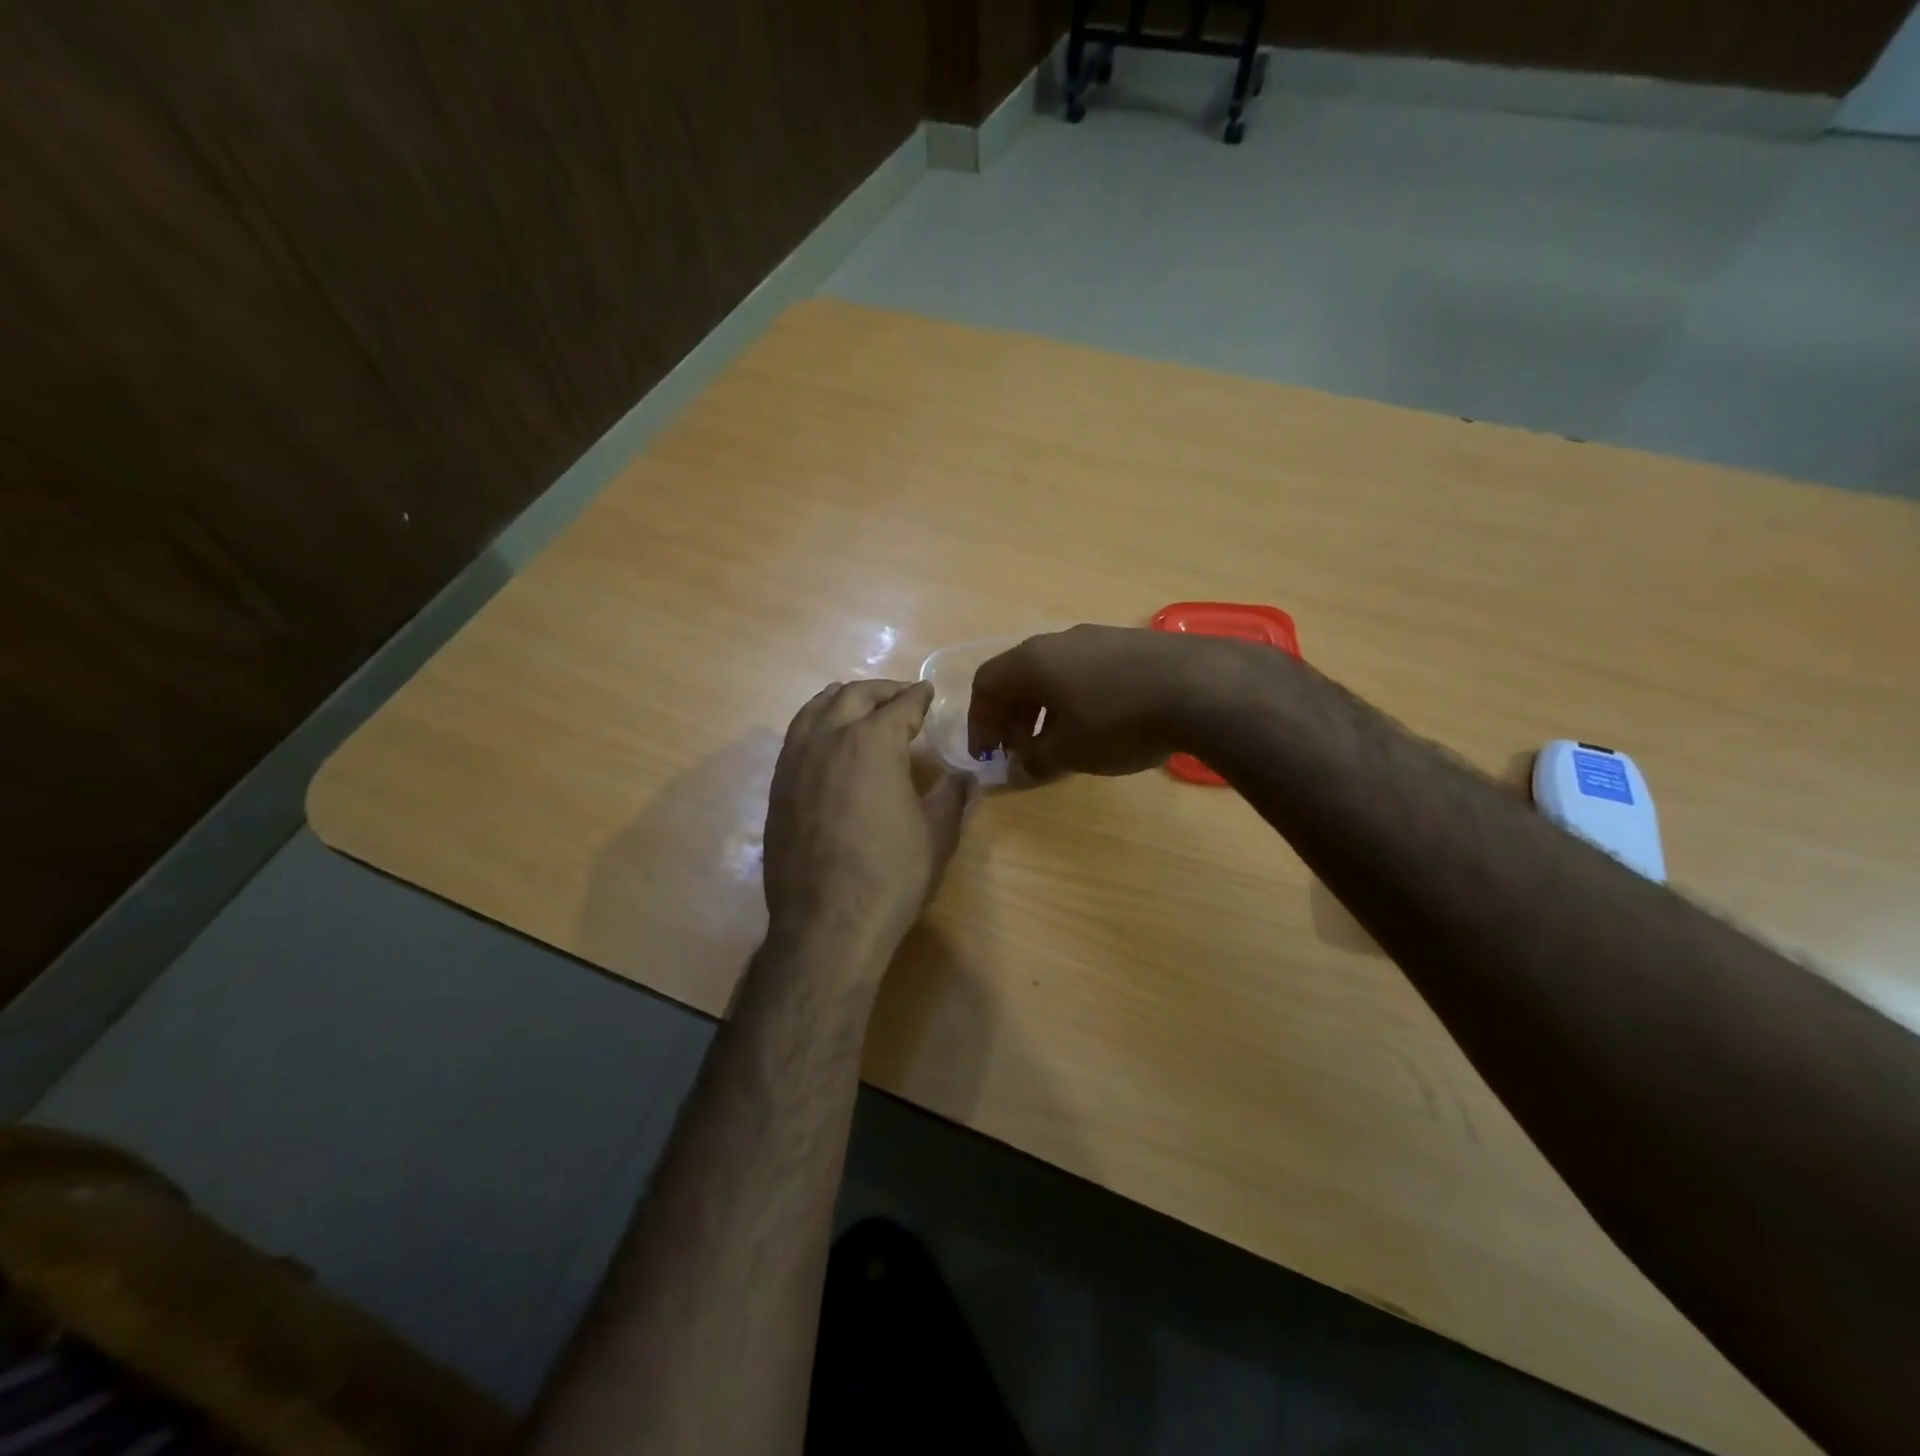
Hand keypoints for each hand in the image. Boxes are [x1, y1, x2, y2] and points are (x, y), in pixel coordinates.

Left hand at [764, 680, 973, 963]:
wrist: (827, 923)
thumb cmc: (891, 876)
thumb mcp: (937, 835)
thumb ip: (952, 797)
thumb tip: (964, 777)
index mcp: (873, 743)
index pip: (901, 706)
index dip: (918, 696)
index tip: (927, 692)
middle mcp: (829, 739)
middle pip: (854, 696)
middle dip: (881, 691)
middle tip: (900, 696)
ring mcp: (796, 761)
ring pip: (816, 709)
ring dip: (842, 699)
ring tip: (858, 703)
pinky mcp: (778, 785)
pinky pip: (796, 736)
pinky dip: (816, 723)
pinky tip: (827, 740)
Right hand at [967, 625, 1233, 777]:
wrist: (1202, 687)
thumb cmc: (1118, 721)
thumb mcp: (1070, 751)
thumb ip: (1036, 758)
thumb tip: (1024, 763)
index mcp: (1033, 661)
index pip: (987, 684)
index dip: (980, 721)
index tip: (988, 754)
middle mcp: (1060, 641)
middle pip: (1020, 677)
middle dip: (1013, 717)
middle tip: (1020, 751)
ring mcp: (1099, 638)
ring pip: (1055, 674)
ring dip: (1045, 709)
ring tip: (1058, 742)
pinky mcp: (1132, 645)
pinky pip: (1087, 672)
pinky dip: (1076, 699)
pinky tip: (1098, 725)